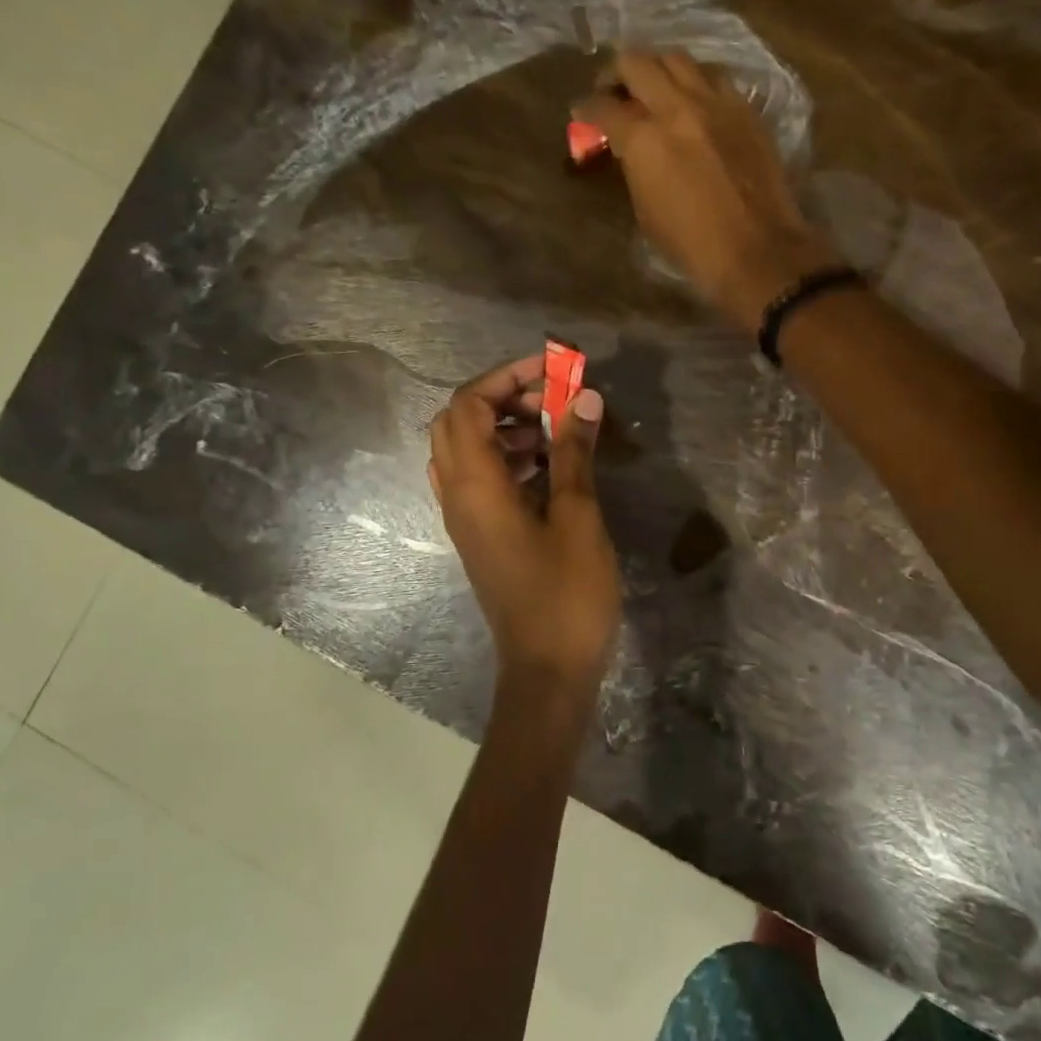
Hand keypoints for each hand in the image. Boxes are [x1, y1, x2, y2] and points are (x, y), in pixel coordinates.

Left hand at [428, 355, 620, 693]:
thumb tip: (582, 397)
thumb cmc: (566, 594)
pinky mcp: (481, 536)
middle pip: (458, 422)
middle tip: (551, 398)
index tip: (552, 370)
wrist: (547, 671)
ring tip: (555, 428)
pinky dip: (508, 457)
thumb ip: (573, 452)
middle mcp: (458, 496)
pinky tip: (550, 466)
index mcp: (475, 486)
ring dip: (506, 427)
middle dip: (502, 397)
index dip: (505, 377)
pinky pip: (481, 479)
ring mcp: (466, 519)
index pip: (467, 406)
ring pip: (467, 451)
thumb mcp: (577, 516)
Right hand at [574, 49, 839, 330]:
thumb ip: (634, 168)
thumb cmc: (693, 246)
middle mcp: (678, 108)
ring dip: (660, 69)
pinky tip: (695, 103)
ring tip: (656, 89)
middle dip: (617, 73)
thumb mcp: (646, 211)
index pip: (603, 107)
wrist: (758, 252)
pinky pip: (715, 79)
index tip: (582, 112)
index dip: (586, 108)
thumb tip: (630, 150)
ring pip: (679, 59)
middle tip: (615, 91)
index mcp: (644, 139)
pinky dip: (696, 83)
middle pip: (638, 62)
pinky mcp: (747, 111)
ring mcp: (717, 103)